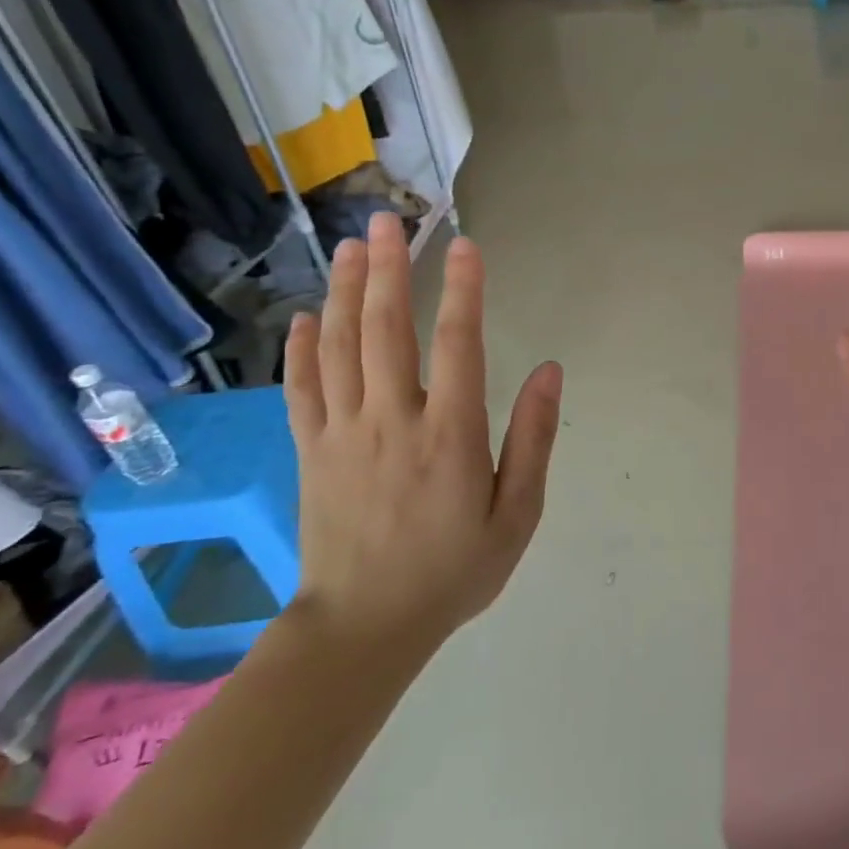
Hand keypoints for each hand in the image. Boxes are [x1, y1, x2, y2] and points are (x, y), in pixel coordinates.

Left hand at [282, 213, 561, 659]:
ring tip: (350, 246)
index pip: (457, 344)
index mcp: (450, 435)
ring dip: (344, 292)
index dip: (462, 290)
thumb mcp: (518, 514)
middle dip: (387, 269)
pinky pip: (300, 388)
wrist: (364, 628)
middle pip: (385, 330)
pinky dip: (300, 348)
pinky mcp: (309, 452)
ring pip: (339, 348)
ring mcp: (342, 434)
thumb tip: (548, 371)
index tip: (464, 245)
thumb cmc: (454, 570)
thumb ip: (533, 439)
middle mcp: (392, 421)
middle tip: (386, 220)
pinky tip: (304, 315)